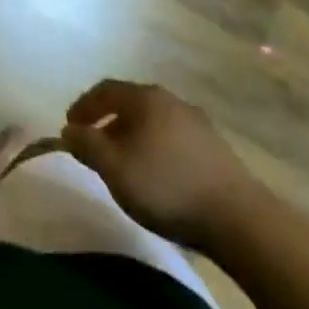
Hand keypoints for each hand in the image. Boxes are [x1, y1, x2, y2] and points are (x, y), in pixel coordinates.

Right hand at [61, 80, 263, 249]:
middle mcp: (171, 100)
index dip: (84, 106)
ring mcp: (198, 123)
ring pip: (154, 122)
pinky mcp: (217, 148)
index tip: (70, 127)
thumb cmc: (166, 186)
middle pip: (131, 104)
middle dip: (109, 122)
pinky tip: (158, 175)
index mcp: (144, 97)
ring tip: (126, 163)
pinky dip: (158, 149)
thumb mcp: (114, 168)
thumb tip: (70, 130)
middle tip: (96, 145)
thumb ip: (86, 145)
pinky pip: (175, 139)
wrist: (239, 219)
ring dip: (135, 137)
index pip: (105, 89)